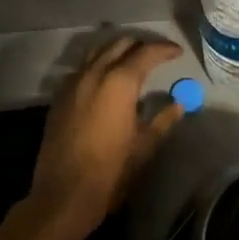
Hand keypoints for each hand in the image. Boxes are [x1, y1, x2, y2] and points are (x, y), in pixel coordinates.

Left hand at [27, 34, 184, 239]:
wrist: (63, 195)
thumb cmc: (110, 172)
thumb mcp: (144, 147)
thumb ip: (163, 120)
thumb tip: (179, 105)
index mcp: (119, 82)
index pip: (146, 52)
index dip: (164, 49)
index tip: (177, 53)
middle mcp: (94, 73)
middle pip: (120, 44)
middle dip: (140, 45)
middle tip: (157, 56)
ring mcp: (73, 82)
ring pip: (97, 51)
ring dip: (117, 50)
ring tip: (132, 62)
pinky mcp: (60, 96)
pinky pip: (82, 68)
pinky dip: (98, 65)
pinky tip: (106, 82)